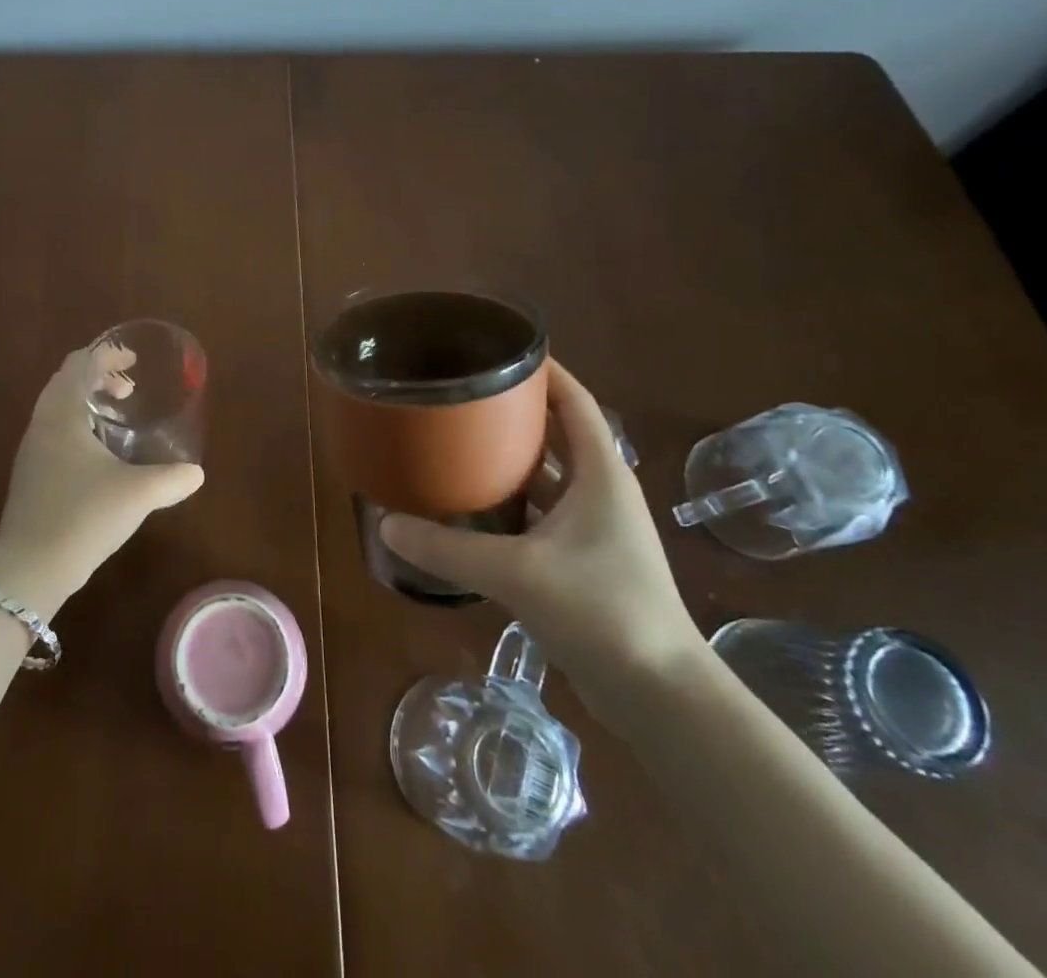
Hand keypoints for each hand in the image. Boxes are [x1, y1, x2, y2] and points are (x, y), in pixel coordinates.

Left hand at [0, 345, 204, 610]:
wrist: (31, 568)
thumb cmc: (84, 515)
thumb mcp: (137, 494)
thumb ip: (171, 479)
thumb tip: (196, 473)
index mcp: (62, 415)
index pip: (78, 364)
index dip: (106, 355)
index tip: (133, 360)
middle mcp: (41, 425)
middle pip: (65, 382)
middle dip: (97, 377)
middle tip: (129, 389)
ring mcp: (31, 452)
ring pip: (57, 409)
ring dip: (86, 403)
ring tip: (117, 418)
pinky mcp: (30, 477)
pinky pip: (54, 433)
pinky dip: (77, 427)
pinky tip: (99, 456)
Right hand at [380, 360, 707, 725]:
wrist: (660, 696)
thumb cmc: (601, 611)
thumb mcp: (516, 572)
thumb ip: (448, 547)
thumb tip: (386, 523)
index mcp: (601, 472)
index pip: (575, 400)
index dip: (544, 370)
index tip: (499, 350)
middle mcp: (601, 490)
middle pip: (557, 432)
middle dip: (514, 411)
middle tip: (462, 397)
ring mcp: (594, 528)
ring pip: (547, 475)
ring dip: (510, 459)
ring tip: (458, 442)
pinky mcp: (584, 560)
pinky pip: (542, 512)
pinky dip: (511, 501)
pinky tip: (473, 506)